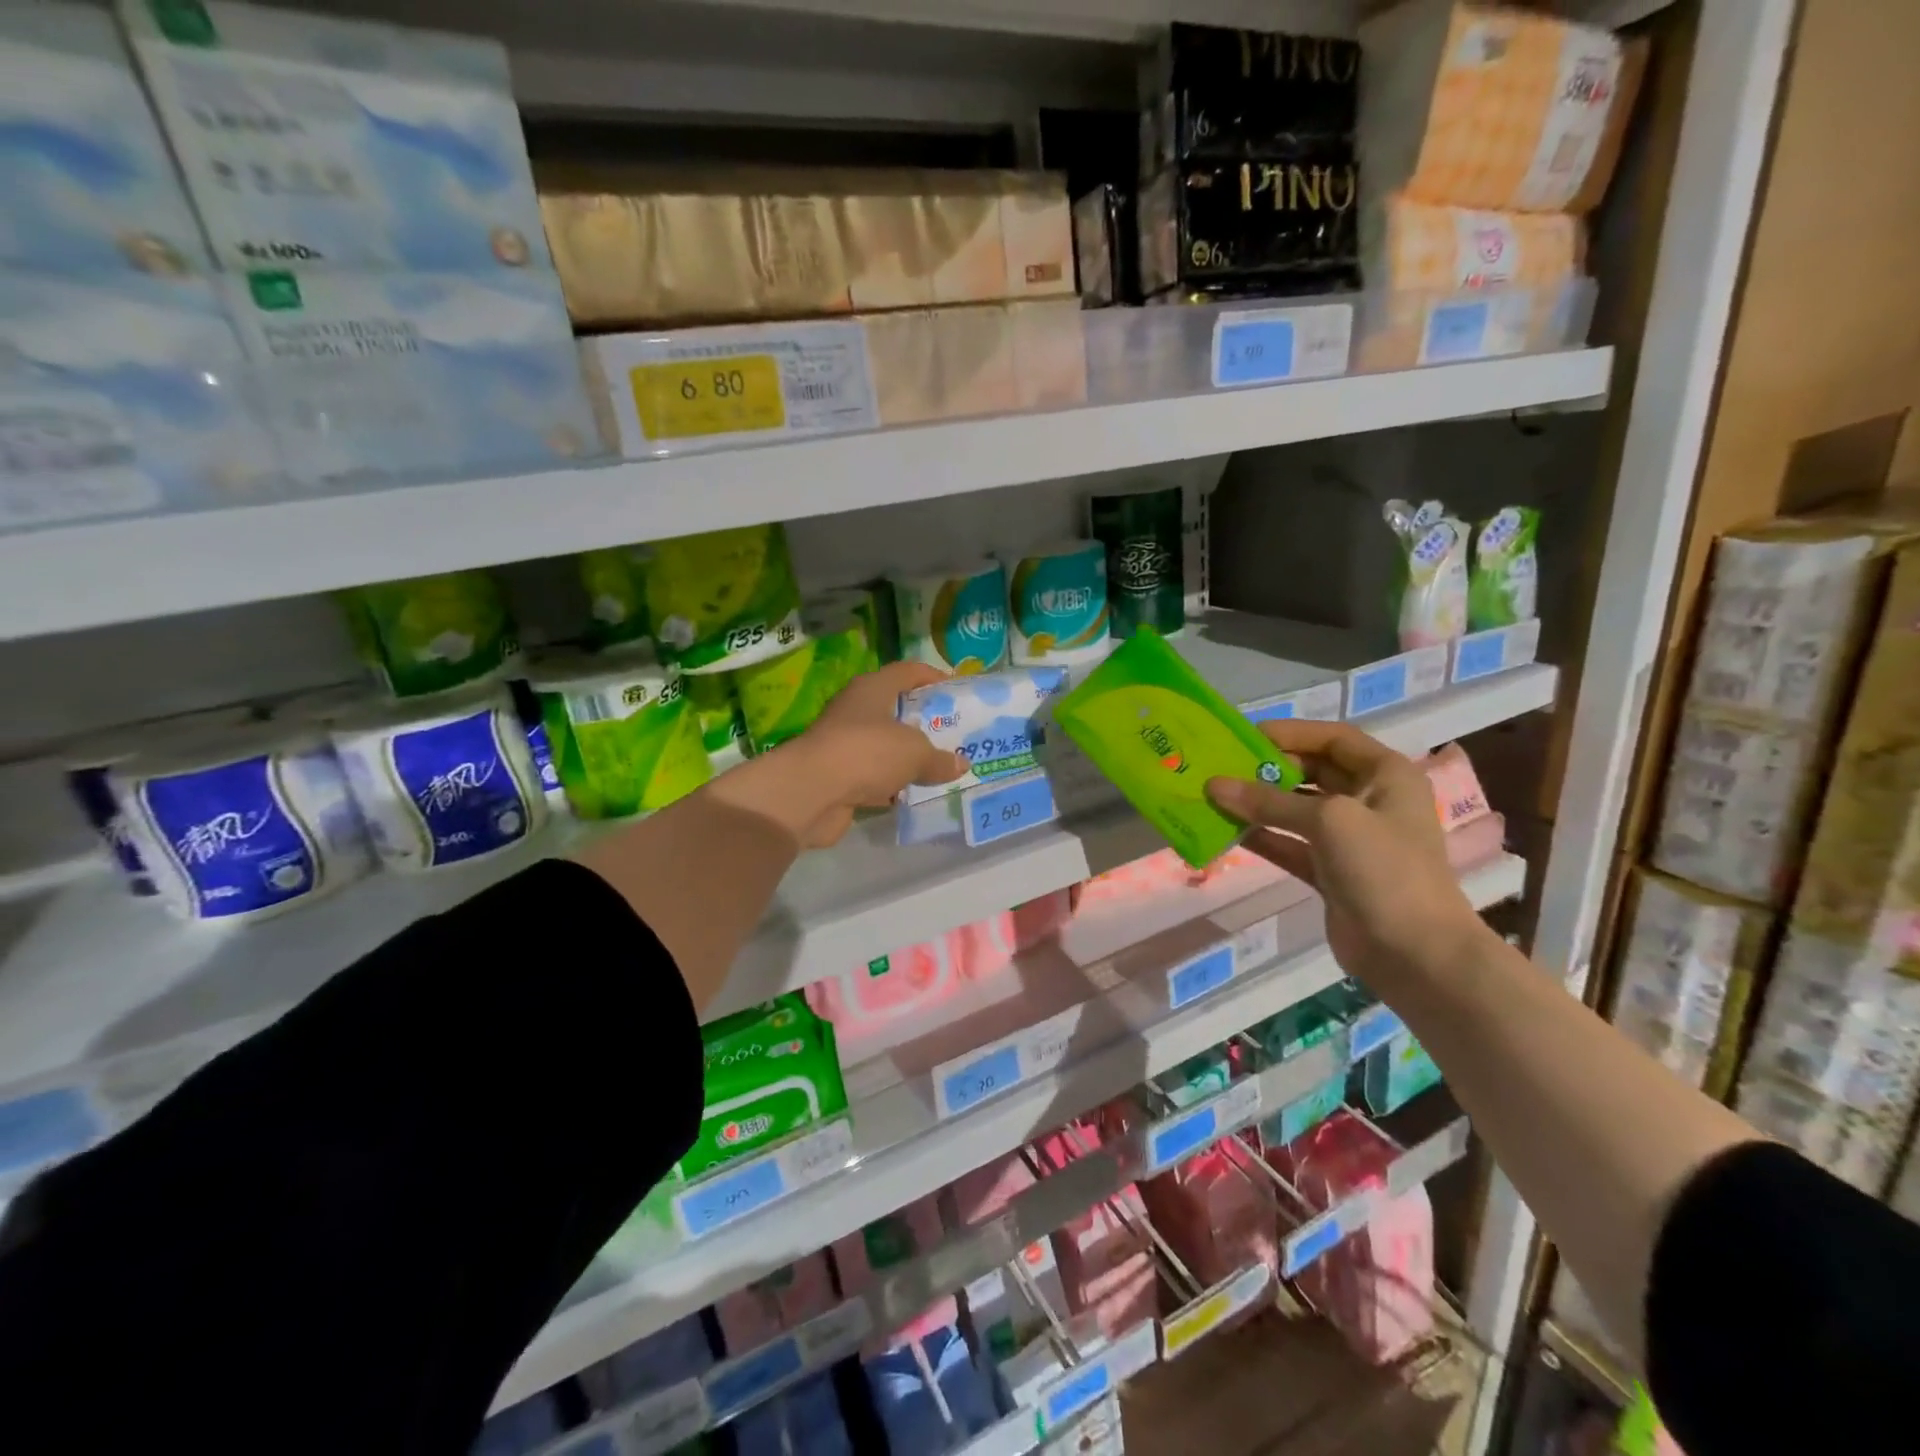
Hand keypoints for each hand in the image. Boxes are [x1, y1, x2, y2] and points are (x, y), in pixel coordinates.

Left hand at [780, 661, 966, 846]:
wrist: (811, 792)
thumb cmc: (867, 753)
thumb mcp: (915, 753)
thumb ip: (939, 759)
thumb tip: (961, 764)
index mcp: (872, 689)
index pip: (907, 672)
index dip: (932, 677)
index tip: (956, 689)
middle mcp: (855, 710)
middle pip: (895, 709)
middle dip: (922, 722)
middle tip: (953, 734)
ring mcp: (844, 744)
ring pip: (884, 746)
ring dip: (906, 757)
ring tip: (940, 766)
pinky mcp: (838, 776)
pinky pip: (873, 776)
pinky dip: (891, 784)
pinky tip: (913, 794)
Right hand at [1204, 720, 1486, 992]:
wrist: (1416, 953)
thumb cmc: (1384, 869)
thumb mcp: (1328, 821)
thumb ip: (1269, 801)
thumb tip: (1213, 786)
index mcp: (1386, 776)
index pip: (1334, 739)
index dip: (1291, 733)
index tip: (1244, 735)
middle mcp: (1370, 801)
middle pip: (1312, 772)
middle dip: (1269, 768)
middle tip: (1223, 766)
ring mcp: (1350, 839)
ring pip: (1296, 810)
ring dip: (1259, 803)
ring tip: (1215, 796)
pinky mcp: (1330, 871)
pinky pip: (1289, 844)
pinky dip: (1262, 836)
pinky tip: (1226, 830)